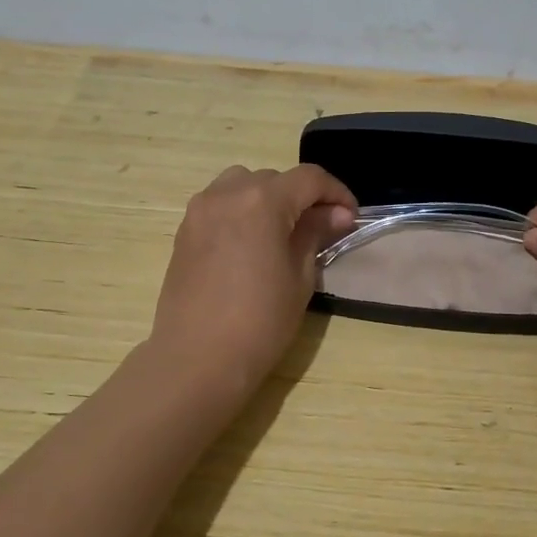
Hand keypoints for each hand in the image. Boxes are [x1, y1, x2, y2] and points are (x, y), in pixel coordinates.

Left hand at [150, 164, 356, 394]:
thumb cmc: (260, 321)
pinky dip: (243, 211)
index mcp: (262, 201)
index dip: (337, 193)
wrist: (197, 358)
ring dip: (269, 199)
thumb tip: (337, 214)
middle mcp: (227, 193)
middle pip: (275, 179)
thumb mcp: (300, 277)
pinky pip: (220, 205)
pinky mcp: (185, 231)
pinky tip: (253, 244)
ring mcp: (200, 210)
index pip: (309, 179)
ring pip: (243, 185)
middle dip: (303, 197)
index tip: (351, 217)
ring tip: (284, 231)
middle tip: (323, 229)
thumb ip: (316, 235)